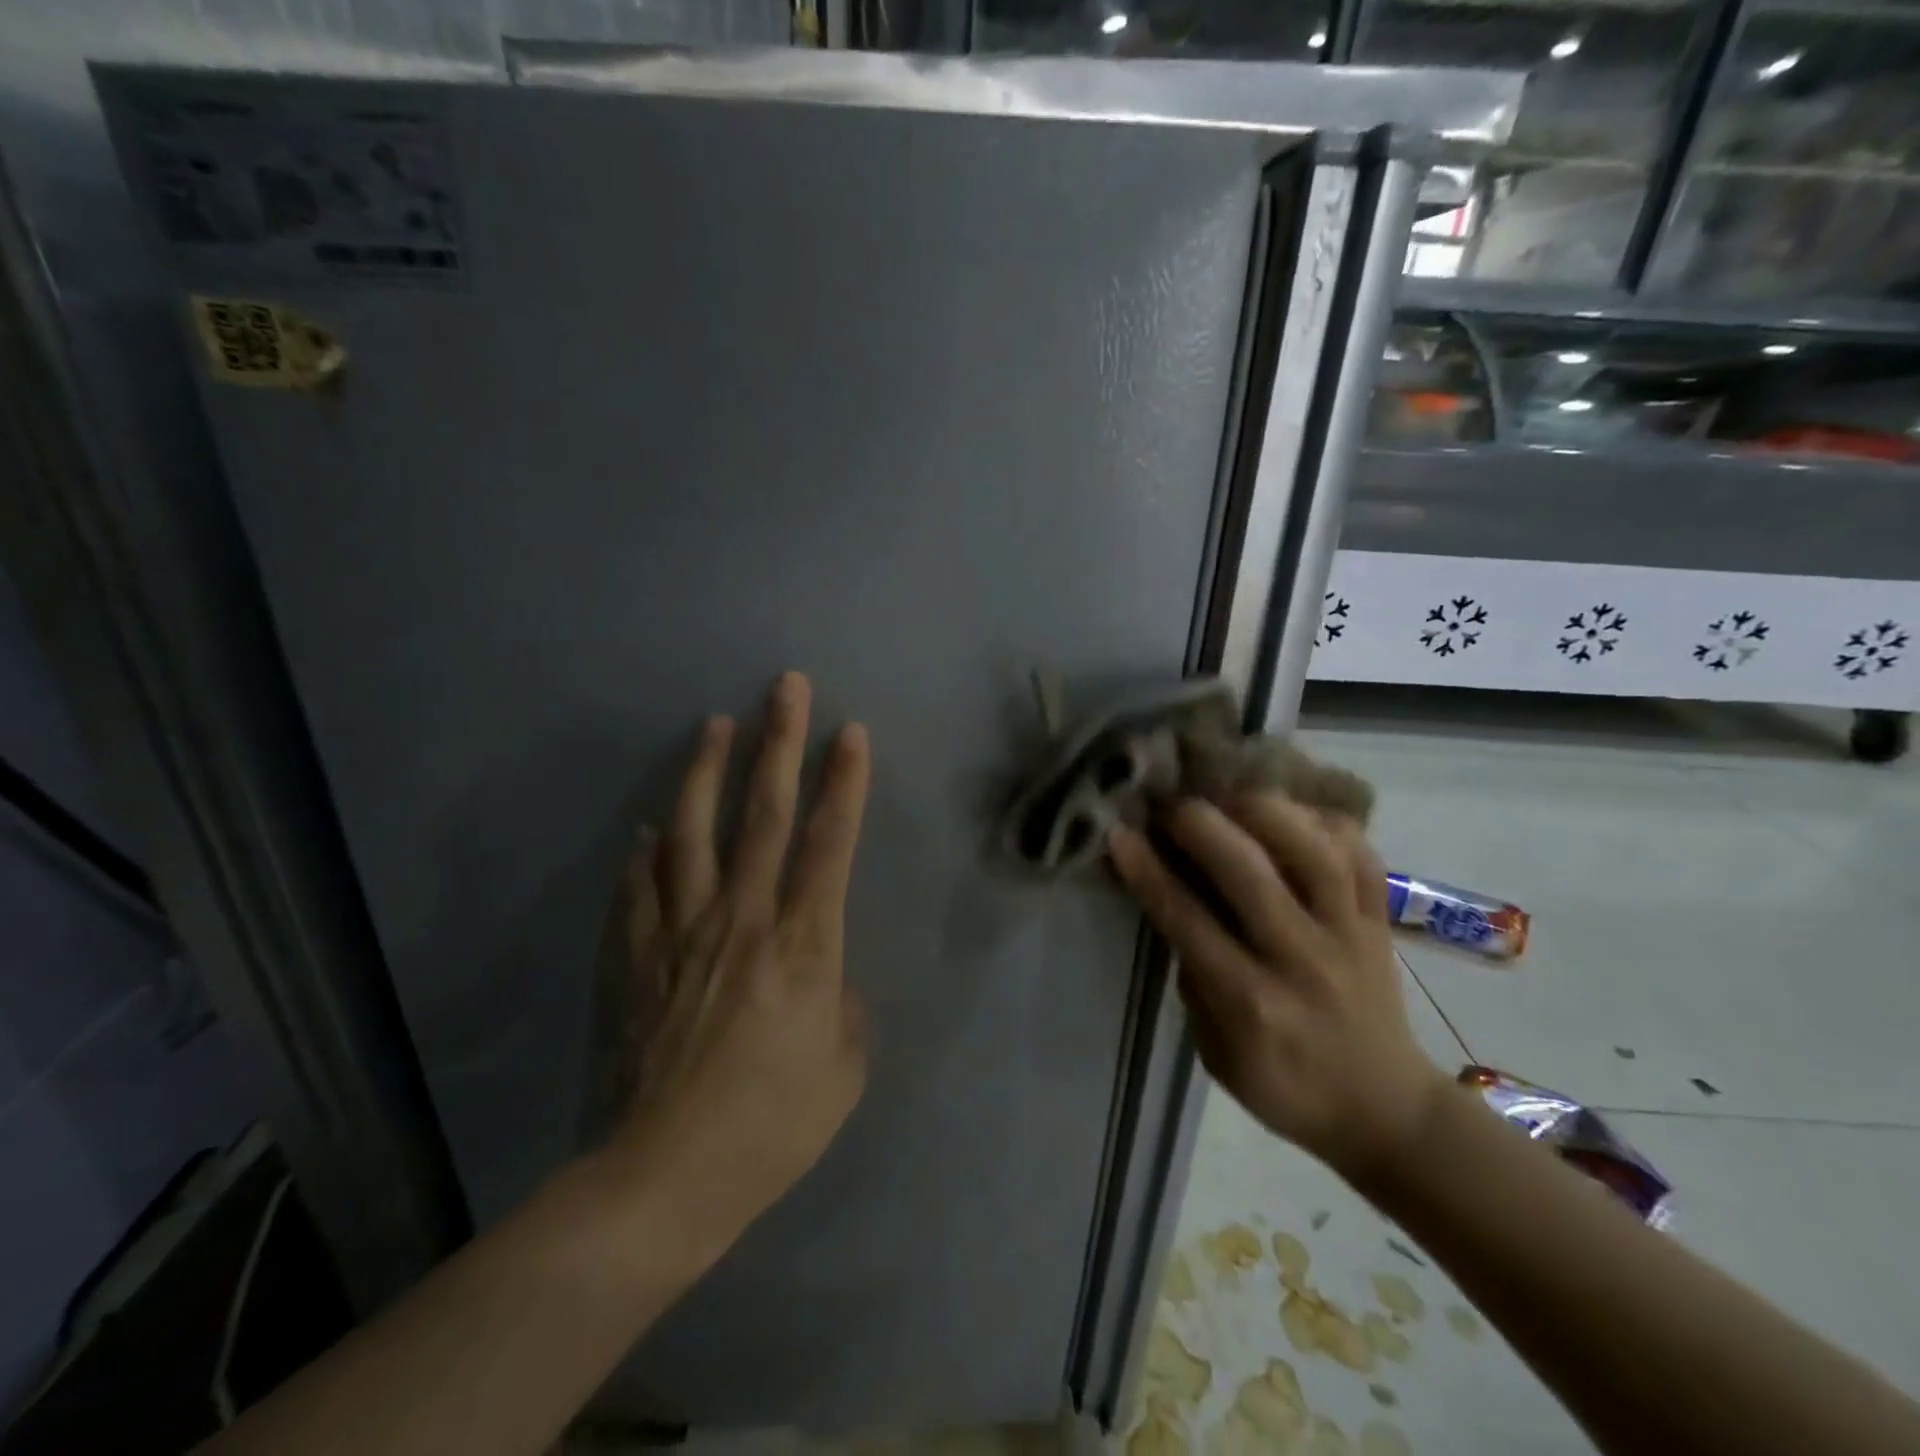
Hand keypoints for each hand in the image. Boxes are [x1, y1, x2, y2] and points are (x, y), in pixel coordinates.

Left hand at [596, 672, 871, 1255]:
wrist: (665, 1179)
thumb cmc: (772, 1127)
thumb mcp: (845, 1068)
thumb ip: (843, 1002)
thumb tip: (824, 969)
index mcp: (803, 944)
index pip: (831, 842)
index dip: (845, 782)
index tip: (851, 732)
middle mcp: (743, 918)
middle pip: (764, 814)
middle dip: (780, 743)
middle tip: (785, 687)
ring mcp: (681, 932)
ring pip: (692, 832)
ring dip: (704, 772)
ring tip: (712, 725)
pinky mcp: (636, 957)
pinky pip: (639, 888)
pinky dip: (646, 852)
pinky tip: (647, 828)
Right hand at [1108, 795, 1444, 1183]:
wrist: (1386, 1108)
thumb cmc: (1286, 1087)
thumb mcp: (1216, 1052)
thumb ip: (1196, 979)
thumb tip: (1177, 905)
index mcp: (1253, 1003)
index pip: (1190, 921)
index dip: (1149, 871)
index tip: (1120, 833)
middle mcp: (1303, 959)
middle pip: (1251, 873)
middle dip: (1199, 824)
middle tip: (1168, 805)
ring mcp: (1350, 933)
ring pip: (1313, 852)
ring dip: (1262, 810)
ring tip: (1226, 793)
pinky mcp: (1381, 918)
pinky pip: (1359, 853)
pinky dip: (1322, 820)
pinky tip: (1288, 810)